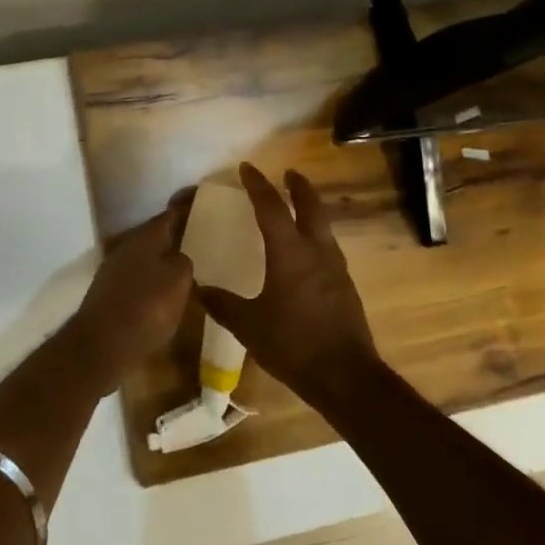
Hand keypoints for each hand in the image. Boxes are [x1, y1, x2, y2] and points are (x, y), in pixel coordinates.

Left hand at [66, 196, 194, 389]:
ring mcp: (114, 271)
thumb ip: (184, 262)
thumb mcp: (178, 281)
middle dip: (175, 234)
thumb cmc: (145, 308)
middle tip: (198, 234)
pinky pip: (138, 278)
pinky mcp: (109, 295)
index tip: (200, 198)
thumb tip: (180, 258)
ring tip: (186, 263)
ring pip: (146, 257)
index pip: (169, 215)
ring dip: (163, 258)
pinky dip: (153, 279)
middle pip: (155, 235)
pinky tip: (165, 291)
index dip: (186, 207)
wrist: (101, 346)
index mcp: (145, 238)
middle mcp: (127, 248)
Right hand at [197, 164, 381, 407]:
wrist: (346, 376)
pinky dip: (316, 236)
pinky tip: (307, 253)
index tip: (246, 168)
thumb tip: (198, 289)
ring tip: (297, 209)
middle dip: (298, 186)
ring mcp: (336, 267)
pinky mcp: (345, 285)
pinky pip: (328, 248)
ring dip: (310, 210)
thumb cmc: (293, 344)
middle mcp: (316, 251)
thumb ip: (223, 305)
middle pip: (310, 206)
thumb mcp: (249, 326)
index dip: (257, 185)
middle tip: (288, 173)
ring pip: (324, 226)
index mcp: (290, 253)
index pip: (271, 207)